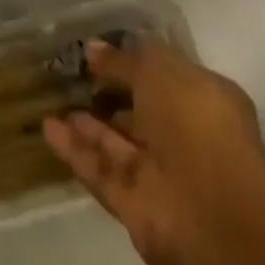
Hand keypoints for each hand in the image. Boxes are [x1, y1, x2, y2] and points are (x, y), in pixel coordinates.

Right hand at [43, 39, 264, 264]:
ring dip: (85, 122)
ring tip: (51, 98)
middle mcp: (181, 134)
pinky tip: (48, 128)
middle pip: (137, 109)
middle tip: (67, 72)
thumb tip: (93, 48)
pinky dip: (76, 151)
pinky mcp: (136, 207)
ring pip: (116, 142)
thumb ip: (124, 60)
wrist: (216, 216)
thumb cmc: (197, 123)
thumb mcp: (158, 70)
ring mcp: (159, 173)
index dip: (128, 59)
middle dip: (105, 92)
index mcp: (200, 97)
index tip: (93, 48)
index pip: (160, 72)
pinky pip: (102, 172)